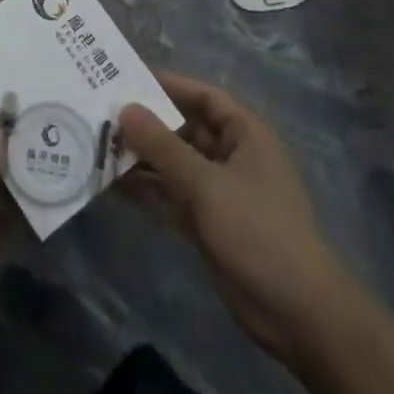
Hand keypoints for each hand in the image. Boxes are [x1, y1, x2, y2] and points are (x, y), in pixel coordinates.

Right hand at [118, 71, 341, 362]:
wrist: (296, 314)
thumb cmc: (258, 231)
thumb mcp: (207, 184)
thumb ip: (163, 147)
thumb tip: (125, 109)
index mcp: (245, 135)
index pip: (204, 97)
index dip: (169, 85)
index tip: (127, 79)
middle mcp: (231, 157)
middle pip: (184, 130)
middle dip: (146, 124)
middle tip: (101, 115)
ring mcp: (218, 191)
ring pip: (173, 164)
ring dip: (141, 158)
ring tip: (97, 146)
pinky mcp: (206, 223)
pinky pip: (170, 196)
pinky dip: (145, 190)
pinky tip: (111, 184)